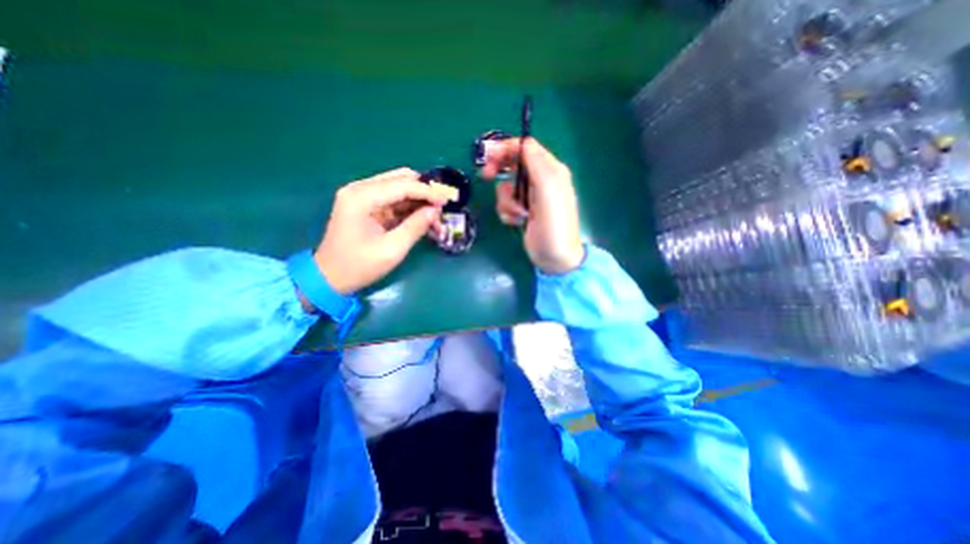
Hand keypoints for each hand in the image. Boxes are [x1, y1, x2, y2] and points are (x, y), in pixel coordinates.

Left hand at [313, 171, 443, 297]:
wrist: (329, 277)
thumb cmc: (359, 266)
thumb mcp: (392, 250)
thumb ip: (415, 227)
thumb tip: (435, 211)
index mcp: (362, 198)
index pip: (403, 185)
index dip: (428, 192)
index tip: (447, 201)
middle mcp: (360, 189)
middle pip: (401, 179)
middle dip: (424, 192)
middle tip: (442, 208)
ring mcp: (361, 195)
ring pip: (399, 187)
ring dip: (418, 199)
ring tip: (434, 217)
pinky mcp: (366, 204)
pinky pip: (393, 198)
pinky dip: (410, 206)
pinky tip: (422, 218)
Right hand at [479, 139, 581, 272]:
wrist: (555, 257)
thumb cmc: (554, 226)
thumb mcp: (548, 192)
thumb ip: (537, 164)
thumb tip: (524, 143)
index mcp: (550, 170)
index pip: (525, 148)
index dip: (506, 148)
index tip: (488, 156)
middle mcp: (540, 180)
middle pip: (513, 164)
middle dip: (499, 171)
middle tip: (486, 176)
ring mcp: (530, 197)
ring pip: (506, 187)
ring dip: (507, 201)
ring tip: (519, 214)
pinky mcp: (523, 211)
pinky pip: (506, 203)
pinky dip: (507, 212)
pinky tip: (517, 222)